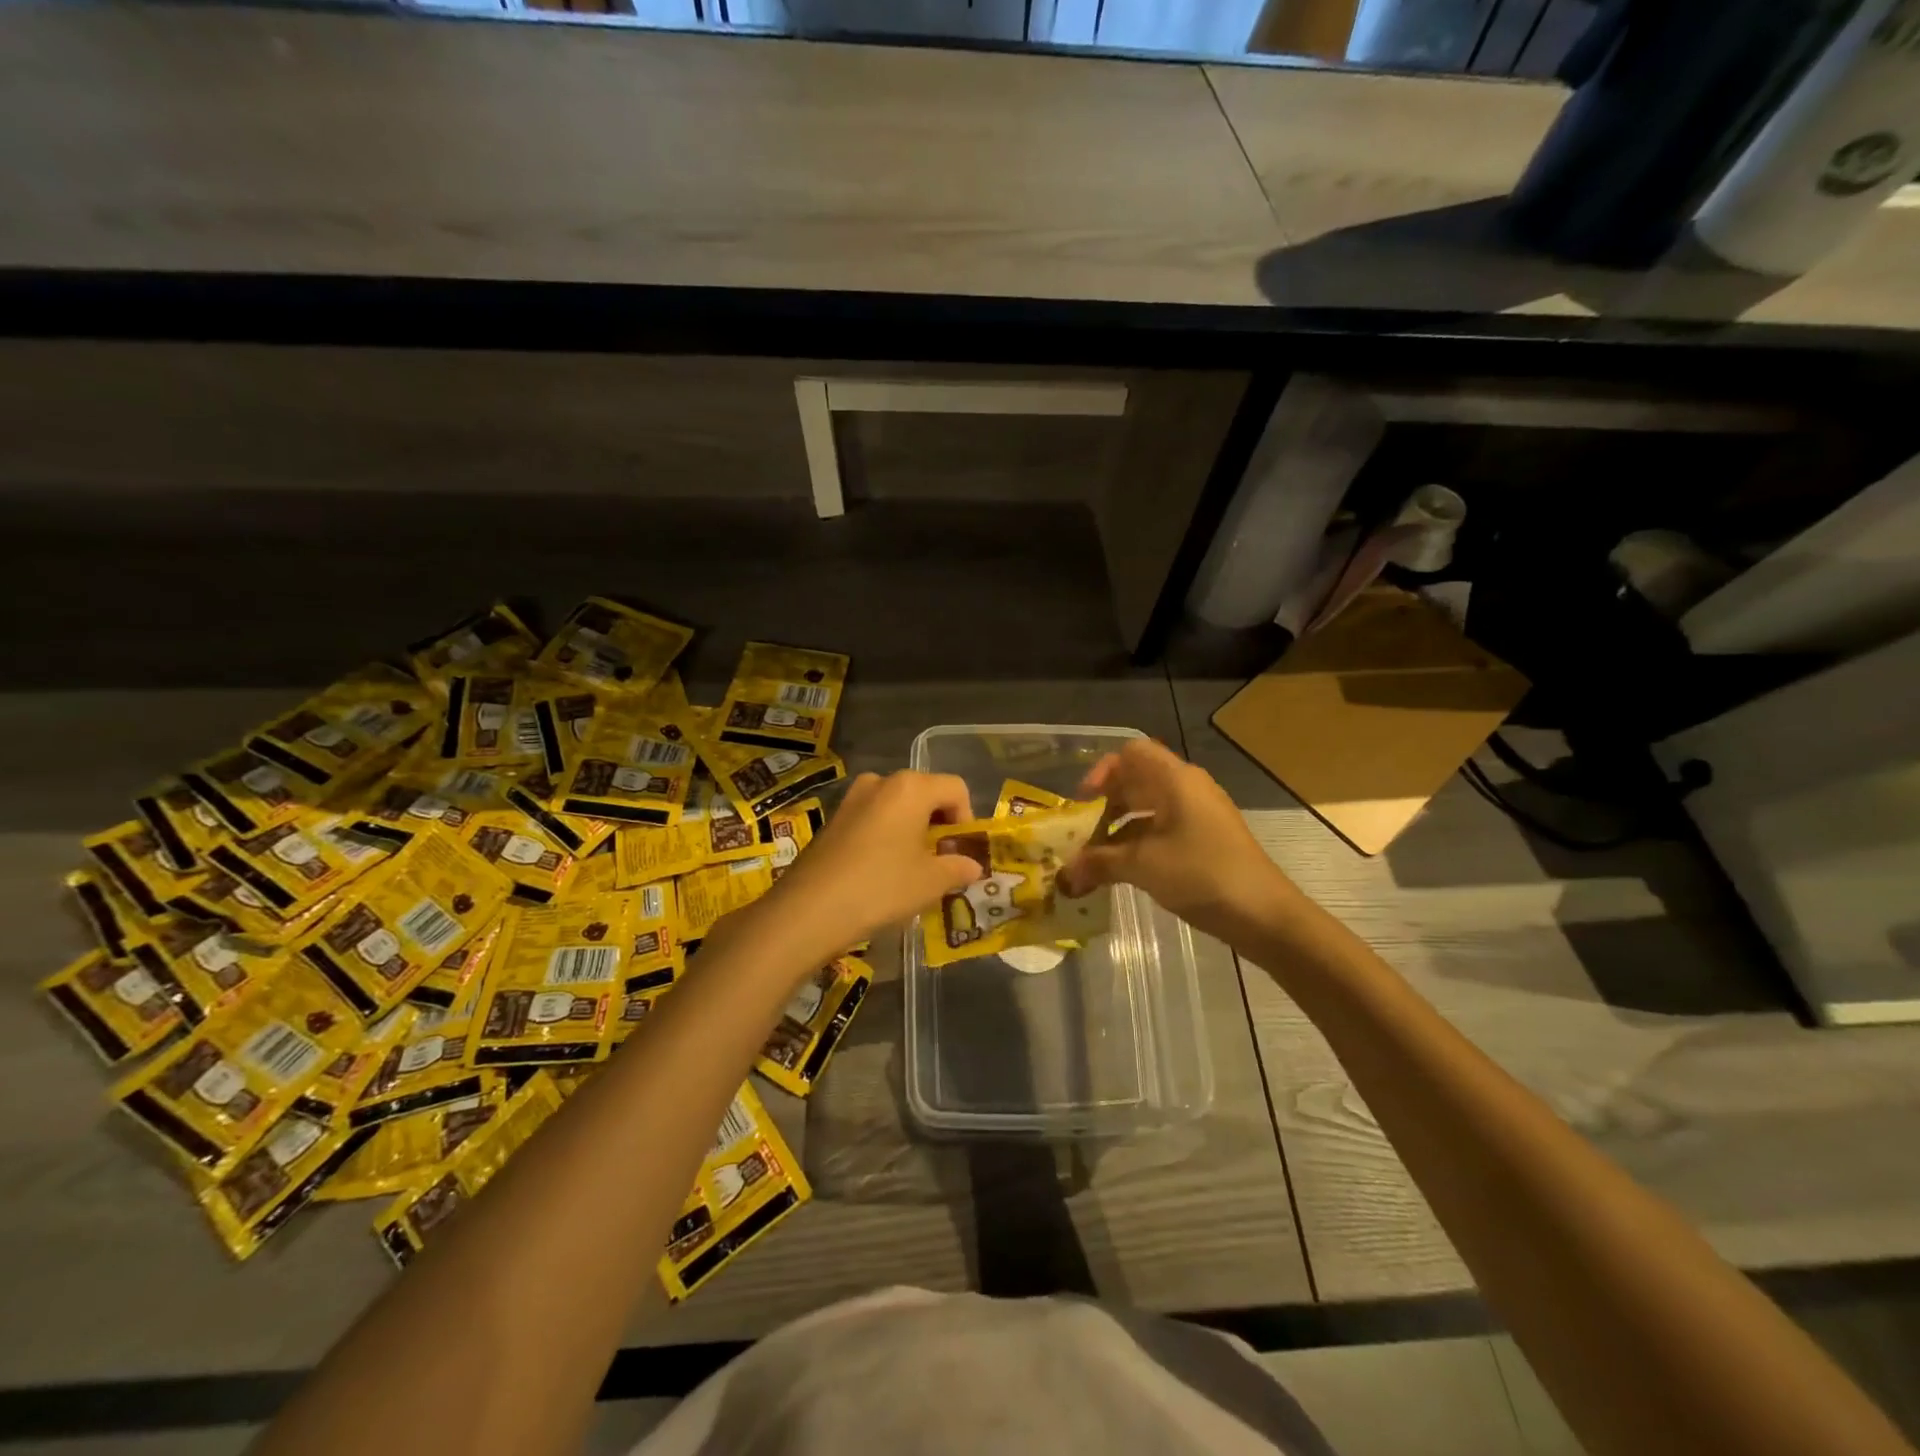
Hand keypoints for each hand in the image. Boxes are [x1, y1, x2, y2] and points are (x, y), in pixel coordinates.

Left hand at [757, 771, 981, 960]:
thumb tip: (972, 866)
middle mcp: (881, 782)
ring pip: (897, 807)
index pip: (955, 788)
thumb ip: (958, 868)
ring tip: (912, 869)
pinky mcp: (833, 819)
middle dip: (939, 825)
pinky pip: (873, 819)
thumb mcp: (930, 882)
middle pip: (925, 793)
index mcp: (910, 787)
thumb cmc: (881, 887)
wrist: (809, 910)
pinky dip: (887, 837)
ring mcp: (852, 798)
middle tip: (941, 861)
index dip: (967, 819)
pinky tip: (882, 871)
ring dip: (912, 831)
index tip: (961, 852)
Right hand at [1059, 739, 1296, 941]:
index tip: (1082, 802)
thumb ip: (1099, 863)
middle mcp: (1188, 789)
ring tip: (1095, 859)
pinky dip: (1138, 844)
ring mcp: (1199, 815)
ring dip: (1119, 829)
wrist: (1265, 915)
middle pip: (1137, 781)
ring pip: (1148, 809)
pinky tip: (1122, 872)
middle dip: (1105, 805)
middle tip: (1082, 833)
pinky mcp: (1205, 840)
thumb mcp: (1143, 866)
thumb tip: (1064, 874)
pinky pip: (1162, 829)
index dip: (1102, 771)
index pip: (1131, 753)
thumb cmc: (1202, 875)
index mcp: (1175, 780)